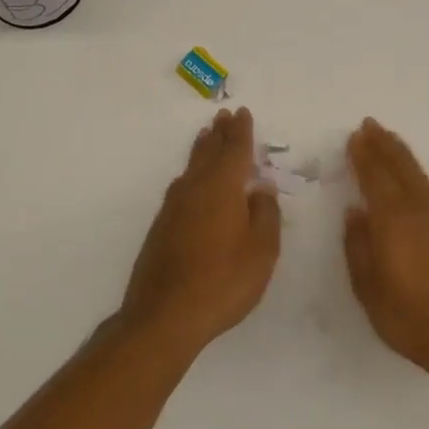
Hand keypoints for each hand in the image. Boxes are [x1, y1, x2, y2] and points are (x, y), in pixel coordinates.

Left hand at [120, 108, 280, 358]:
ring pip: (192, 167)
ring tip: (207, 135)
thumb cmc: (223, 282)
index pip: (235, 151)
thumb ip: (265, 214)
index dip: (241, 132)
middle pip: (209, 152)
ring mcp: (174, 207)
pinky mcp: (162, 226)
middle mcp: (195, 189)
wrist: (165, 315)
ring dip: (202, 148)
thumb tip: (260, 187)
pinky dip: (191, 172)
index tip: (242, 113)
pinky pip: (182, 185)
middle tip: (224, 115)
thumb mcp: (261, 251)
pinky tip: (190, 179)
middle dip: (219, 134)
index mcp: (222, 188)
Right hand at [344, 118, 428, 385]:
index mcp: (393, 221)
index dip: (363, 155)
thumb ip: (359, 249)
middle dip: (383, 145)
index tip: (355, 136)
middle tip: (370, 125)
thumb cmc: (413, 320)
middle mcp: (420, 210)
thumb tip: (354, 213)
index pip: (375, 176)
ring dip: (402, 155)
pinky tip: (415, 179)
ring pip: (419, 175)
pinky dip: (418, 174)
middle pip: (400, 167)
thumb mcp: (370, 291)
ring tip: (390, 141)